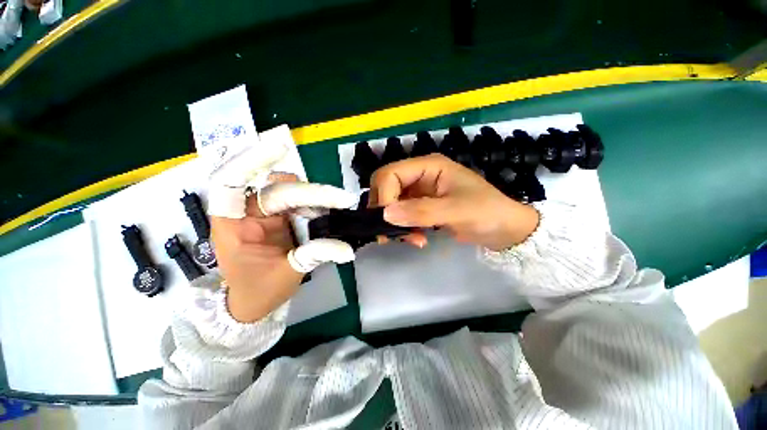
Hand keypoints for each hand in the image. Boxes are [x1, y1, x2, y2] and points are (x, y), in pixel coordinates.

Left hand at [208, 141, 358, 322]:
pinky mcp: (282, 218)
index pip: (230, 183)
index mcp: (232, 225)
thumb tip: (347, 249)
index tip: (280, 146)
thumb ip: (315, 255)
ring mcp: (267, 214)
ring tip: (338, 206)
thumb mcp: (287, 274)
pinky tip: (329, 212)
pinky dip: (316, 205)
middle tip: (342, 199)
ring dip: (316, 198)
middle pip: (278, 190)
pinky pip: (300, 204)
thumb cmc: (258, 291)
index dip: (251, 161)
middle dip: (312, 193)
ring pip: (292, 193)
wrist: (255, 303)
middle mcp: (248, 213)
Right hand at [369, 154, 538, 250]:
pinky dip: (402, 228)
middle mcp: (420, 175)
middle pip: (385, 187)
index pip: (390, 174)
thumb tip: (385, 214)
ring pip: (391, 203)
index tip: (389, 221)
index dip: (384, 197)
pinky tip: (416, 239)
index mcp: (428, 166)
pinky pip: (401, 215)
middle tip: (393, 233)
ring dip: (394, 223)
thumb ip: (421, 211)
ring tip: (411, 240)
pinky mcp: (421, 207)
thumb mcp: (457, 211)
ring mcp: (419, 192)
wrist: (505, 230)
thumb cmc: (487, 213)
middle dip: (385, 211)